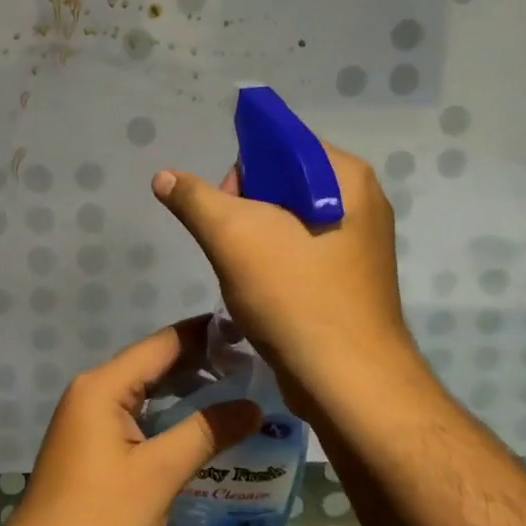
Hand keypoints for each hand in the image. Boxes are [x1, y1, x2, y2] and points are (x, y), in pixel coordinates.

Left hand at [0, 323, 258, 525]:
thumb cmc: (101, 518)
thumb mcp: (160, 473)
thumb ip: (206, 432)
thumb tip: (253, 406)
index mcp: (102, 386)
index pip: (161, 344)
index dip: (204, 335)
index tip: (247, 331)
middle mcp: (91, 392)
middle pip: (151, 365)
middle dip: (199, 364)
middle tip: (252, 367)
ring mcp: (87, 421)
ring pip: (144, 393)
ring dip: (184, 392)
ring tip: (236, 393)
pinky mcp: (90, 447)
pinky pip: (135, 417)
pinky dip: (166, 417)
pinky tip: (198, 429)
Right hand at [150, 146, 412, 404]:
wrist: (347, 382)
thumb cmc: (294, 296)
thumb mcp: (233, 237)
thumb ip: (195, 199)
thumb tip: (164, 176)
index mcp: (346, 177)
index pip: (281, 142)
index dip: (242, 168)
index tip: (224, 208)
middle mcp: (362, 201)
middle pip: (282, 181)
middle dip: (245, 209)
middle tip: (232, 247)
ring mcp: (359, 242)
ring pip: (287, 219)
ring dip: (255, 240)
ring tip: (246, 273)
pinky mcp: (351, 278)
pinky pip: (301, 250)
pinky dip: (274, 263)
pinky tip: (262, 291)